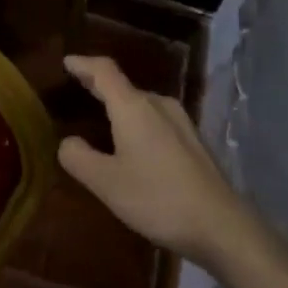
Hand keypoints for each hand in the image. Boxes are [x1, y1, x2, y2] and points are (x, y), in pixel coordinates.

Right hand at [58, 55, 256, 269]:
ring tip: (100, 116)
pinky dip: (136, 121)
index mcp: (134, 107)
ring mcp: (181, 121)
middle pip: (123, 86)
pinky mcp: (193, 141)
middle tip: (76, 88)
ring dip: (119, 105)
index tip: (66, 62)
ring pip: (141, 104)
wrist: (220, 225)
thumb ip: (79, 158)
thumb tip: (67, 142)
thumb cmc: (158, 198)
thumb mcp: (107, 183)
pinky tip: (132, 142)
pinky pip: (155, 119)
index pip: (104, 71)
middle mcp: (159, 105)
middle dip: (98, 85)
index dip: (83, 64)